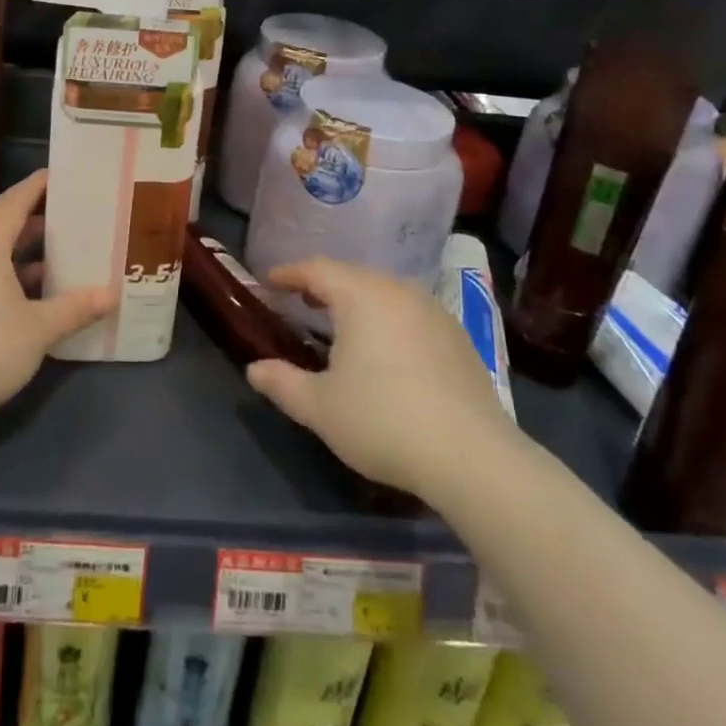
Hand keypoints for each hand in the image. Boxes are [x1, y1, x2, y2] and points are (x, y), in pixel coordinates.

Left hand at [0, 171, 111, 435]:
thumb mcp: (37, 330)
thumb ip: (74, 308)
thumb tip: (111, 294)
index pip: (14, 201)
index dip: (38, 186)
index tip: (65, 175)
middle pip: (3, 225)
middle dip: (38, 220)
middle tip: (75, 218)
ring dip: (24, 253)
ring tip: (61, 258)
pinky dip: (9, 277)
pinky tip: (32, 299)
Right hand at [246, 258, 515, 503]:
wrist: (472, 456)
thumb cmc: (383, 421)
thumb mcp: (320, 407)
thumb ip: (282, 383)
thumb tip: (254, 369)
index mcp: (362, 296)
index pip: (316, 269)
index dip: (289, 273)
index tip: (269, 281)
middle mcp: (398, 291)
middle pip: (352, 275)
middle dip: (323, 284)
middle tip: (300, 299)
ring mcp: (433, 312)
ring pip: (384, 292)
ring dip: (357, 300)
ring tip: (339, 322)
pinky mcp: (458, 337)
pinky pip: (410, 313)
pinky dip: (387, 318)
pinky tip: (385, 347)